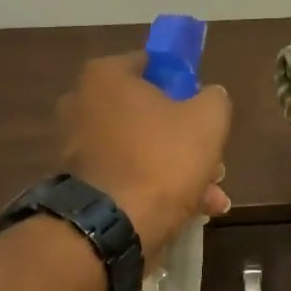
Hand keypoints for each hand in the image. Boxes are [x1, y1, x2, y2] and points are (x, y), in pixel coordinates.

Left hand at [58, 54, 232, 260]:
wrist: (115, 226)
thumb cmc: (162, 159)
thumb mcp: (208, 120)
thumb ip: (214, 99)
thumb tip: (210, 97)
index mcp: (105, 77)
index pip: (151, 64)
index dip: (183, 83)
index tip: (203, 108)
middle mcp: (82, 105)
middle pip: (147, 113)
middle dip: (185, 139)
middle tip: (213, 161)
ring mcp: (76, 147)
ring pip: (141, 150)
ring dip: (177, 170)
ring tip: (211, 197)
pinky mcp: (79, 184)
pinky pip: (126, 176)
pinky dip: (155, 188)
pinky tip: (192, 211)